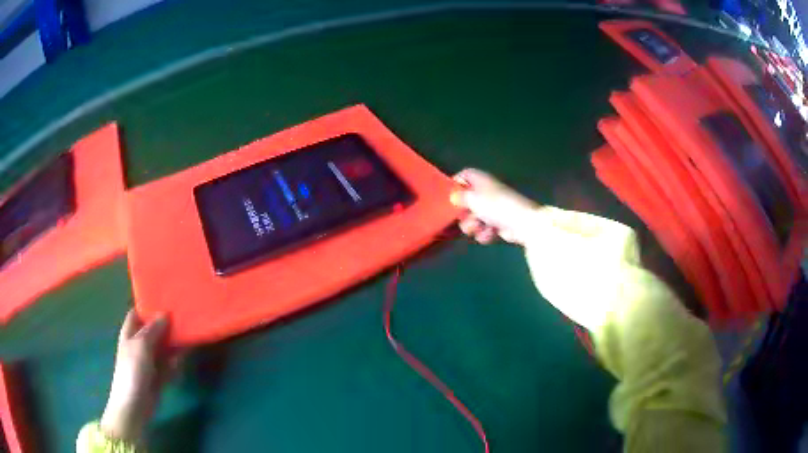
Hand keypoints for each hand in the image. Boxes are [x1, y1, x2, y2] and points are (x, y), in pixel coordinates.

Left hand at [101, 310, 179, 443]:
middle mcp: (139, 344)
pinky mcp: (159, 376)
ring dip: (174, 344)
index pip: (138, 313)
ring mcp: (149, 361)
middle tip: (183, 315)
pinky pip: (169, 365)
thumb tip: (165, 314)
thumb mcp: (141, 345)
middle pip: (153, 330)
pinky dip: (176, 362)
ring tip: (189, 336)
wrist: (135, 404)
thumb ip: (153, 329)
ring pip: (163, 347)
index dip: (148, 306)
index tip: (165, 299)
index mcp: (130, 333)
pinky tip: (183, 360)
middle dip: (166, 324)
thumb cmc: (132, 369)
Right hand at [451, 169, 538, 245]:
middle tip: (463, 218)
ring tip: (480, 228)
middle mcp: (486, 193)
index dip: (456, 184)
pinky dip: (485, 234)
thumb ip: (460, 196)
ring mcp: (492, 209)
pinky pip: (483, 229)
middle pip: (466, 202)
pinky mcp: (497, 225)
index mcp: (481, 181)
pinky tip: (491, 234)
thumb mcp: (473, 198)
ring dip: (473, 227)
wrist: (521, 223)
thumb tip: (453, 196)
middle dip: (463, 214)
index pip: (465, 175)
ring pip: (473, 219)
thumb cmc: (496, 206)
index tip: (449, 196)